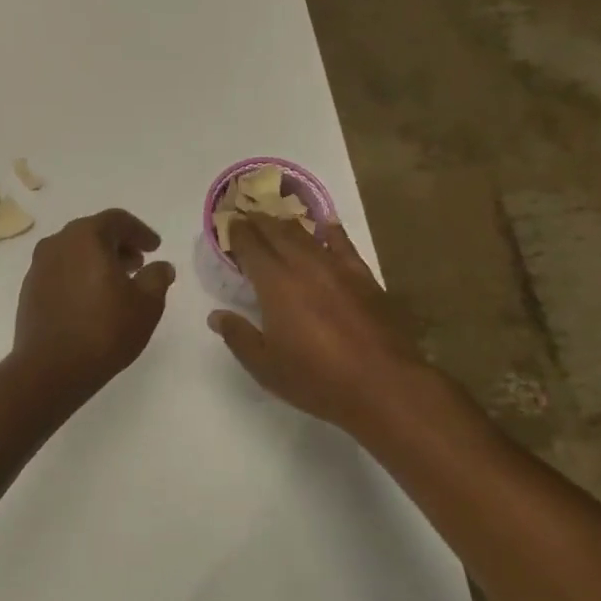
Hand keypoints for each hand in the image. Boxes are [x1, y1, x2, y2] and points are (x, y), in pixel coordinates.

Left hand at [13, 209, 176, 396]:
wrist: (51, 368)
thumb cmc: (105, 330)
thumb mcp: (146, 304)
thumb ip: (157, 278)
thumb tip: (161, 266)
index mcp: (86, 236)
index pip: (117, 220)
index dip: (140, 232)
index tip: (155, 248)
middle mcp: (58, 243)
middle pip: (93, 233)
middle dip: (118, 245)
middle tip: (138, 264)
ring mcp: (39, 266)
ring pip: (74, 252)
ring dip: (97, 261)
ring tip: (117, 284)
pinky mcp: (29, 289)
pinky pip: (60, 271)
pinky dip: (79, 276)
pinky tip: (91, 300)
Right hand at [208, 217, 433, 433]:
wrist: (384, 385)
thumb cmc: (317, 378)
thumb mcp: (265, 366)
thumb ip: (238, 336)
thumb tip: (216, 316)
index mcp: (275, 283)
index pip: (250, 245)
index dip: (237, 232)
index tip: (228, 223)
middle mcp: (304, 265)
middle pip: (277, 231)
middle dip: (259, 221)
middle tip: (247, 215)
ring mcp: (337, 268)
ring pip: (306, 234)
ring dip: (287, 224)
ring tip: (276, 220)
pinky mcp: (363, 277)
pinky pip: (342, 244)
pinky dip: (330, 231)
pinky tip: (326, 225)